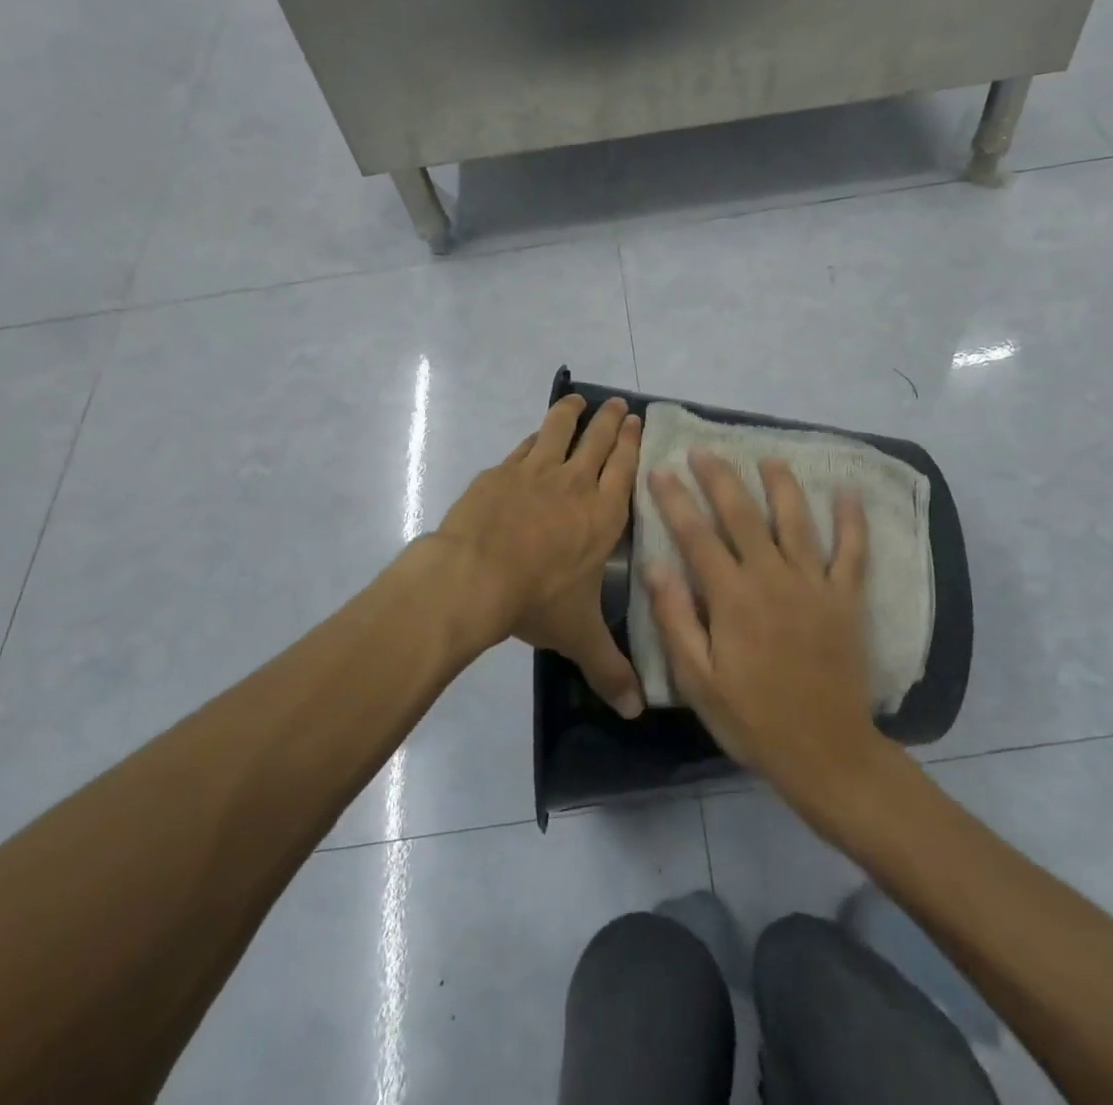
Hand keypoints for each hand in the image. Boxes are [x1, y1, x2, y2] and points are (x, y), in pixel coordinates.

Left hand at [433, 394, 645, 718]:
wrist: (474, 576)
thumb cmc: (536, 599)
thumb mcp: (578, 636)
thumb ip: (609, 669)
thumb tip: (636, 711)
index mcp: (602, 515)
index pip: (624, 469)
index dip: (632, 443)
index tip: (638, 421)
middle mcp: (575, 484)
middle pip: (598, 440)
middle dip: (611, 420)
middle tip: (618, 404)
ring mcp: (536, 471)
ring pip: (560, 429)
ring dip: (572, 413)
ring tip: (577, 401)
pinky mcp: (501, 471)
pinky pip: (524, 445)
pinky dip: (534, 436)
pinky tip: (534, 436)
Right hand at [644, 452, 882, 808]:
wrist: (824, 752)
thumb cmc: (752, 719)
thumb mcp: (697, 679)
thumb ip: (675, 618)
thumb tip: (654, 564)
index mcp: (732, 597)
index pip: (696, 535)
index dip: (675, 499)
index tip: (660, 469)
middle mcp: (772, 577)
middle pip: (742, 514)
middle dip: (720, 478)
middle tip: (704, 450)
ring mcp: (814, 584)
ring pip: (796, 520)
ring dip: (781, 485)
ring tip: (768, 458)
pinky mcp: (846, 598)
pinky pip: (852, 551)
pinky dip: (852, 520)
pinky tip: (847, 491)